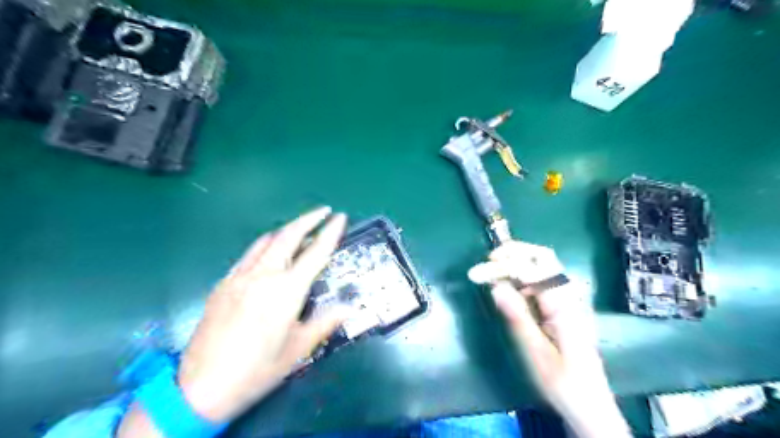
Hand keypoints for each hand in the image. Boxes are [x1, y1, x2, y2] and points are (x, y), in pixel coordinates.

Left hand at [117, 207, 346, 435]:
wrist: (200, 388)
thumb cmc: (257, 369)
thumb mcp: (299, 349)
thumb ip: (326, 322)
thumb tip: (349, 307)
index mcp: (286, 291)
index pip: (315, 253)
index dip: (330, 232)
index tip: (340, 217)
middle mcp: (264, 275)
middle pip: (288, 236)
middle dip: (308, 219)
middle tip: (324, 211)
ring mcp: (240, 276)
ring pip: (266, 240)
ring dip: (287, 229)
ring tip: (301, 227)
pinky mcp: (224, 283)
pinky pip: (249, 254)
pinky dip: (266, 244)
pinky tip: (270, 251)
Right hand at [468, 241, 624, 435]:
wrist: (589, 403)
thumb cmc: (562, 381)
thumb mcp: (535, 352)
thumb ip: (517, 316)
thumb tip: (496, 287)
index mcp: (564, 305)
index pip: (531, 271)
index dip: (502, 267)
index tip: (477, 272)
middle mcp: (570, 294)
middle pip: (543, 257)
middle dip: (514, 252)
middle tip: (488, 259)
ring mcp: (569, 297)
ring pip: (543, 264)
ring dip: (517, 260)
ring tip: (493, 269)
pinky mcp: (564, 304)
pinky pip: (542, 278)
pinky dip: (523, 274)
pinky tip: (509, 284)